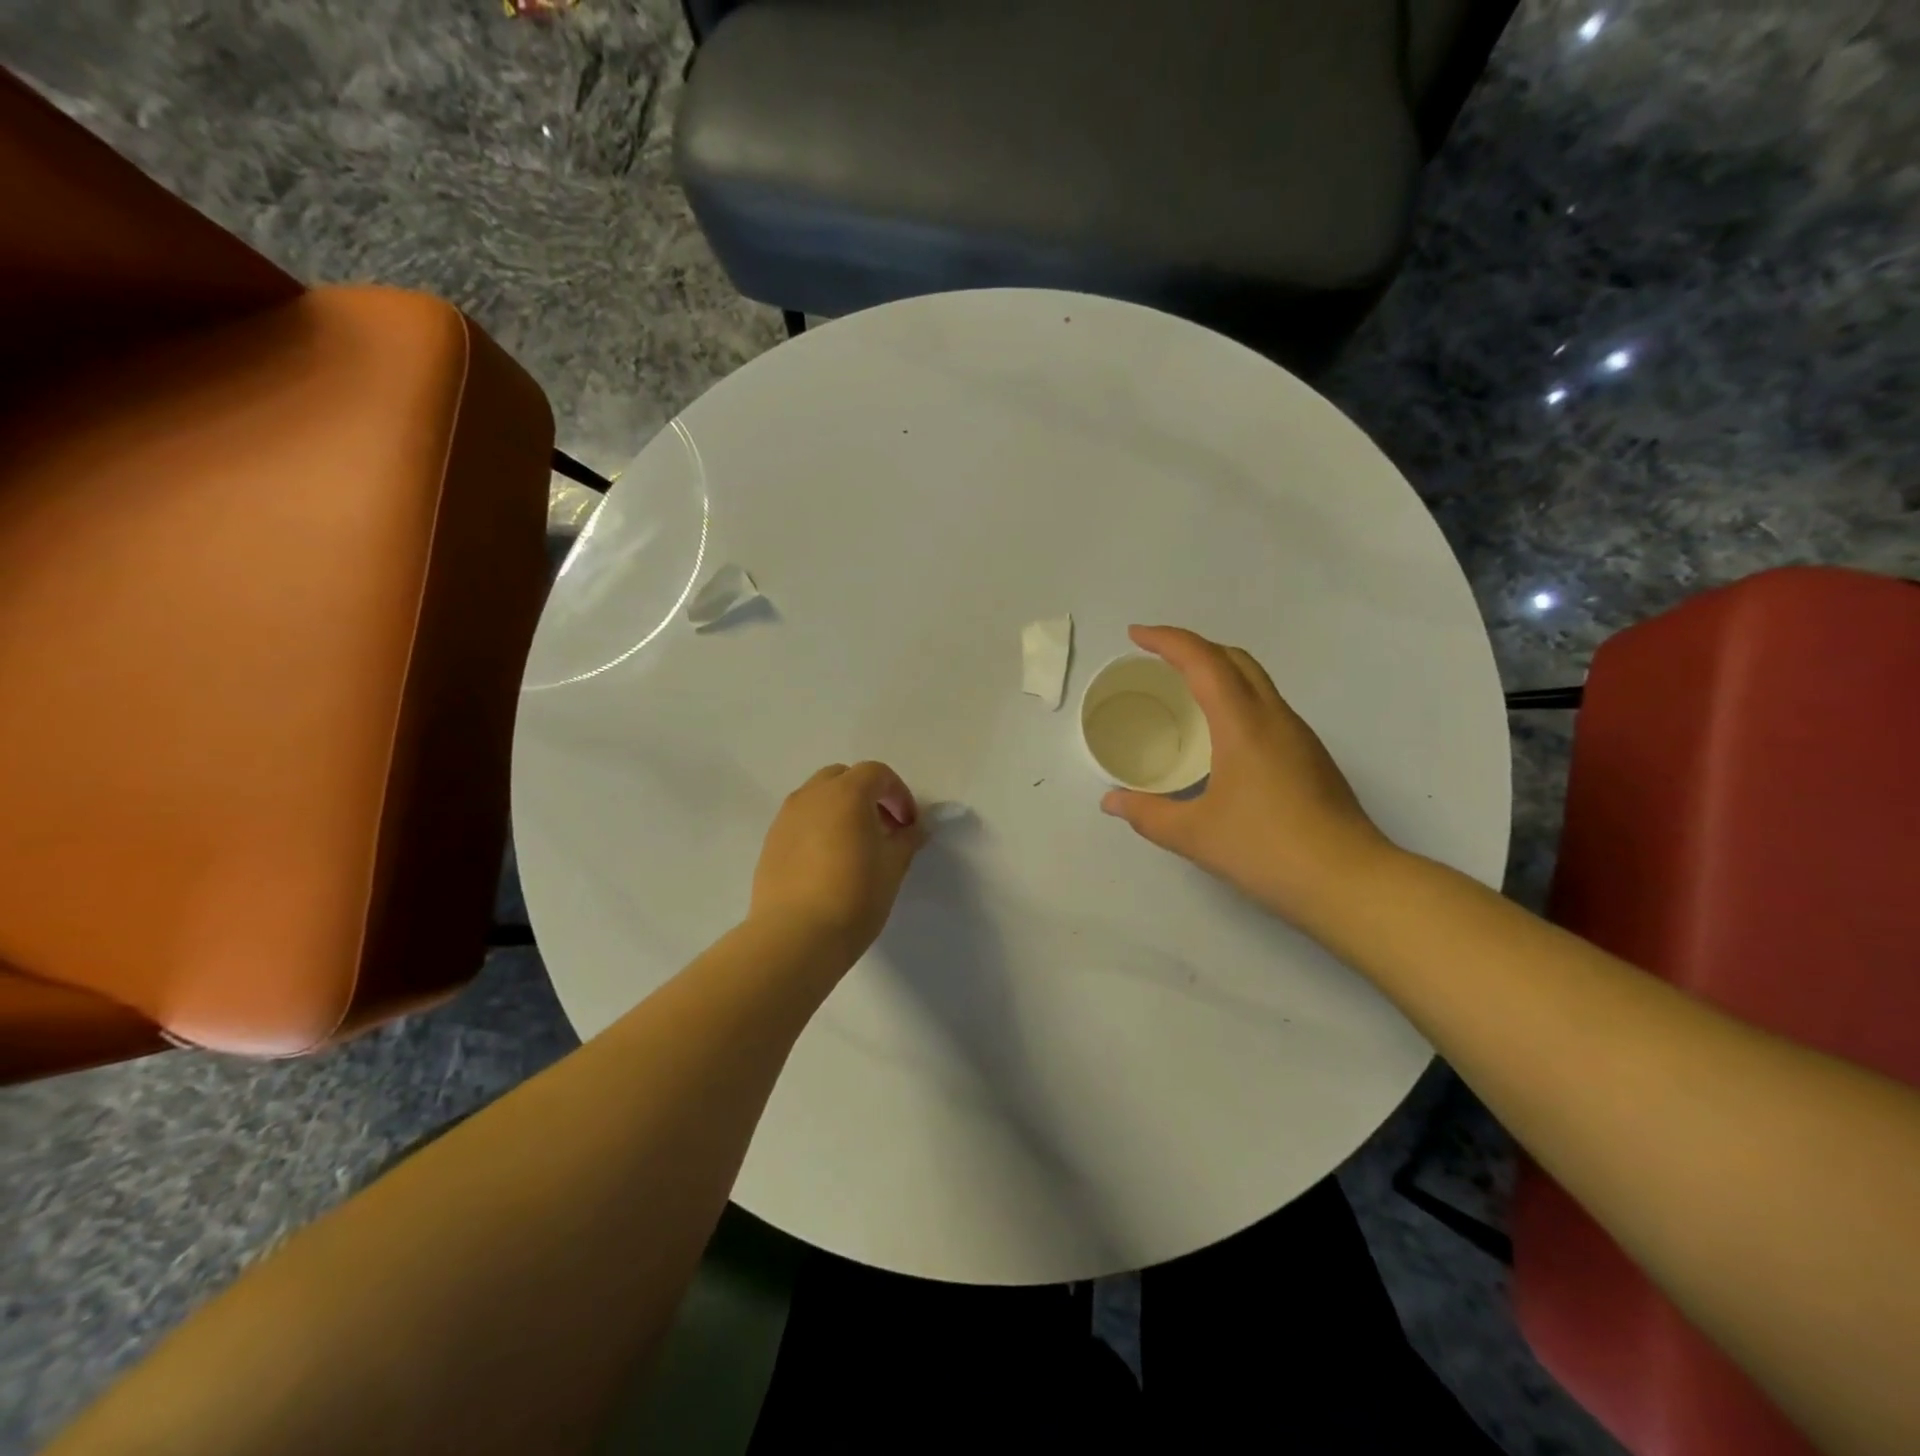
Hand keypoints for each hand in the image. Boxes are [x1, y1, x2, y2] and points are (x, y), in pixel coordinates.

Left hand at [750, 761, 926, 968]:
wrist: (795, 936)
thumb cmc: (854, 896)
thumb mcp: (893, 867)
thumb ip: (906, 840)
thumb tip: (913, 829)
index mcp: (846, 793)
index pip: (877, 774)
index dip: (898, 794)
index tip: (908, 824)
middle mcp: (812, 796)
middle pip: (843, 777)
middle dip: (867, 795)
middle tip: (882, 828)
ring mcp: (786, 818)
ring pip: (818, 798)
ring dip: (840, 810)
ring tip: (854, 846)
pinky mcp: (770, 842)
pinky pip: (800, 821)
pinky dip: (818, 828)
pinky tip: (827, 863)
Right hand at [1100, 626, 1394, 927]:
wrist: (1350, 882)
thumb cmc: (1267, 850)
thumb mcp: (1194, 835)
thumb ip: (1147, 814)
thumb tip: (1111, 801)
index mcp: (1243, 724)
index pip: (1203, 661)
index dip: (1167, 640)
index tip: (1135, 636)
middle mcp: (1274, 718)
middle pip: (1235, 659)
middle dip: (1193, 647)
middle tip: (1156, 659)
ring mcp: (1298, 736)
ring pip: (1256, 681)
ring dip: (1218, 671)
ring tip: (1184, 691)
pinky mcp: (1310, 757)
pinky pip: (1266, 707)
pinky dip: (1236, 699)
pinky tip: (1220, 735)